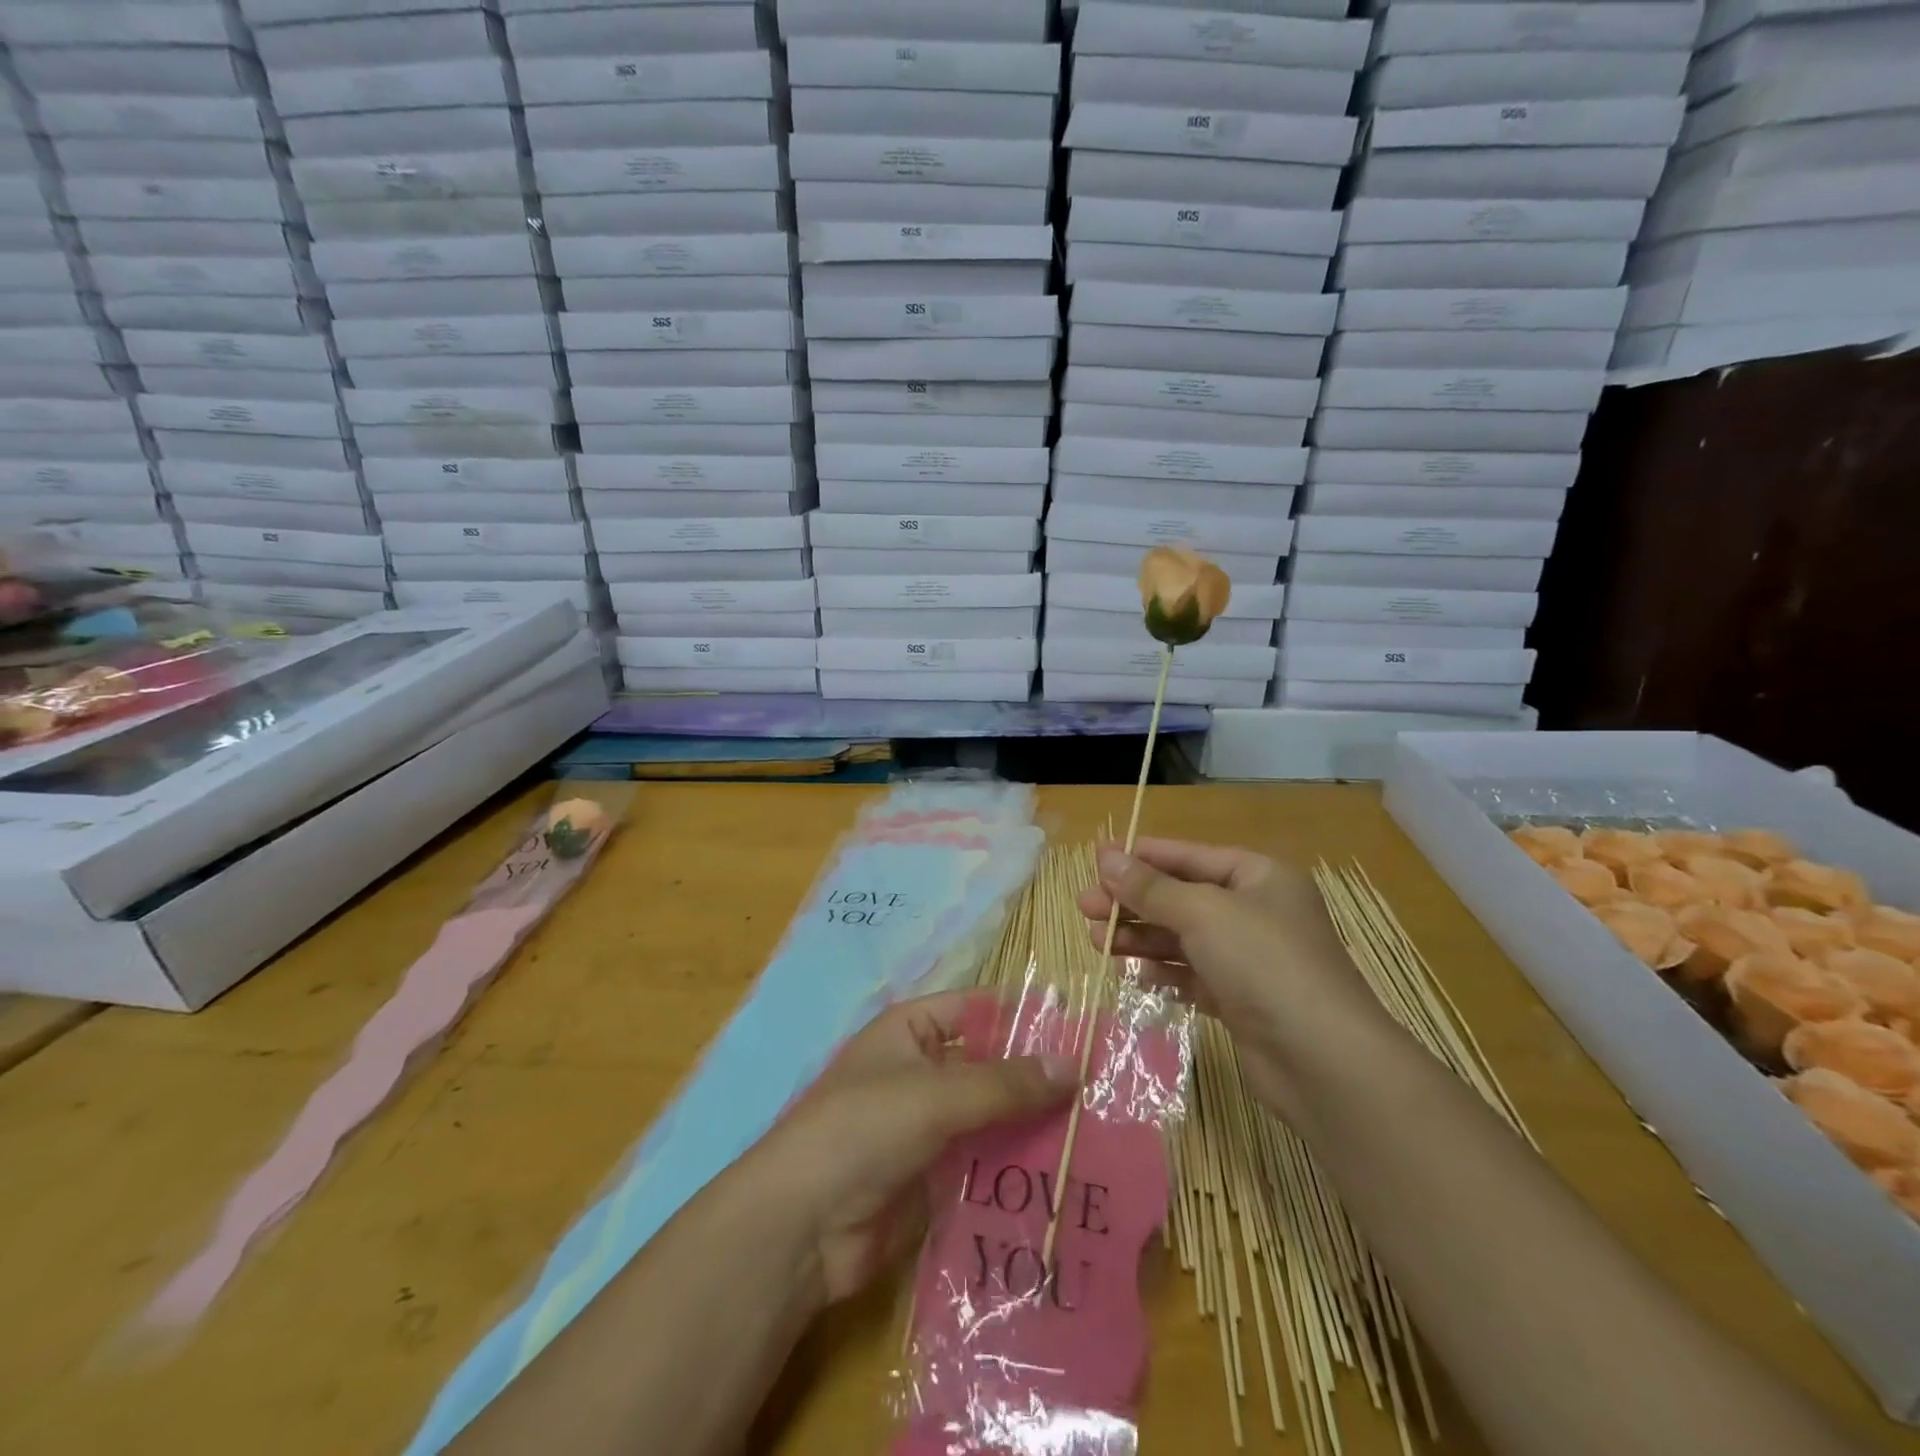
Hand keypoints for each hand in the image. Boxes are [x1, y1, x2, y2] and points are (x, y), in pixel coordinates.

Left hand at [741, 992, 1076, 1305]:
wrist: (802, 1227)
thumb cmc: (863, 1130)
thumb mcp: (936, 1095)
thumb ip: (1005, 1084)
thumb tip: (1073, 1066)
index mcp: (913, 1030)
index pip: (980, 1009)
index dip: (1027, 1019)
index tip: (1085, 1036)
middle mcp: (922, 1070)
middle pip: (990, 1067)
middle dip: (1038, 1081)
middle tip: (1103, 1096)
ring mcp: (927, 1126)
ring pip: (992, 1118)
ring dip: (1033, 1128)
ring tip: (1096, 1139)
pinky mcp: (933, 1177)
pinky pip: (984, 1162)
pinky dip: (1016, 1168)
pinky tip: (1062, 1180)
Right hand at [1077, 839, 1396, 1121]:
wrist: (1322, 1060)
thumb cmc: (1263, 963)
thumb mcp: (1202, 913)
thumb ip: (1150, 887)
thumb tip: (1105, 856)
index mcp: (1258, 877)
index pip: (1189, 856)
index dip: (1142, 857)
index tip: (1096, 861)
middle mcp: (1256, 912)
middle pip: (1181, 897)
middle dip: (1133, 901)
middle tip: (1084, 906)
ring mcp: (1250, 959)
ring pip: (1182, 938)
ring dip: (1140, 937)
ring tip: (1096, 941)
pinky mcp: (1241, 1000)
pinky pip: (1192, 975)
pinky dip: (1163, 972)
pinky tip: (1134, 973)